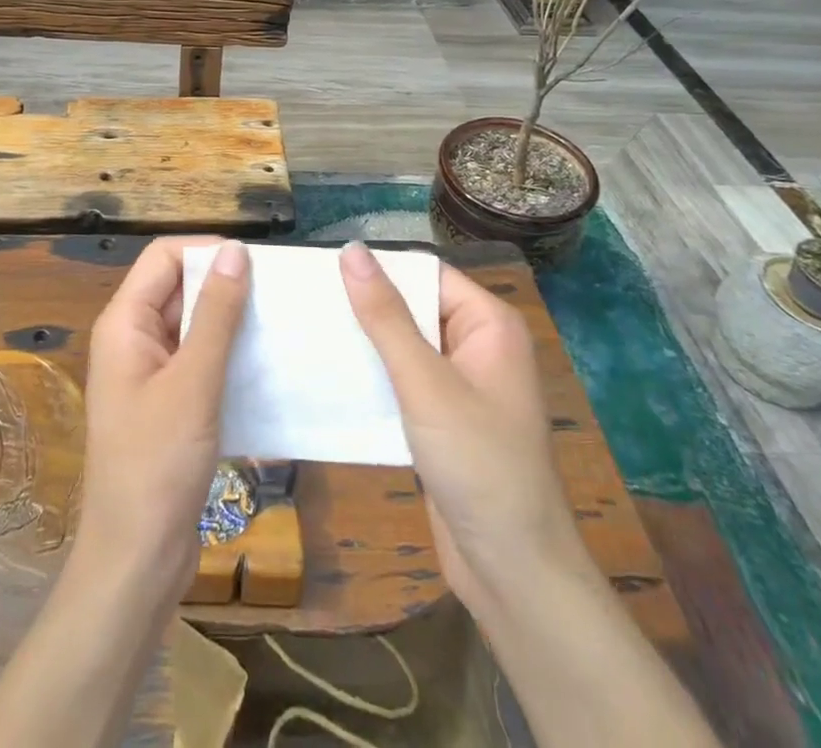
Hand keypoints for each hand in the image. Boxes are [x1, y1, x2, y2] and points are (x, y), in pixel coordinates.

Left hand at [74, 235, 250, 600]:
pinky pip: (199, 360)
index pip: (164, 257)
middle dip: (224, 285)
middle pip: (179, 287)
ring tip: (281, 324)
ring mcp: (149, 372)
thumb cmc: (157, 464)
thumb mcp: (194, 382)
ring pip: (192, 325)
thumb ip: (216, 314)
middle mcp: (132, 338)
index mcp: (124, 322)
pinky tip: (266, 366)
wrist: (136, 561)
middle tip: (279, 294)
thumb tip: (236, 251)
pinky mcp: (168, 403)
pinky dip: (228, 355)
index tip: (258, 265)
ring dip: (231, 322)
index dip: (207, 252)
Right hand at [340, 242, 582, 617]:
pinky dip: (373, 375)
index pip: (425, 272)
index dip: (378, 268)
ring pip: (404, 343)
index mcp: (488, 323)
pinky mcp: (444, 416)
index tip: (322, 270)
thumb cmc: (478, 463)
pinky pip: (403, 378)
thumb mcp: (425, 383)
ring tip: (308, 330)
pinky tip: (331, 374)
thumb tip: (351, 249)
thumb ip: (386, 316)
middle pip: (413, 305)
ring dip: (364, 341)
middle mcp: (478, 343)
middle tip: (306, 301)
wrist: (513, 572)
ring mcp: (461, 382)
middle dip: (366, 305)